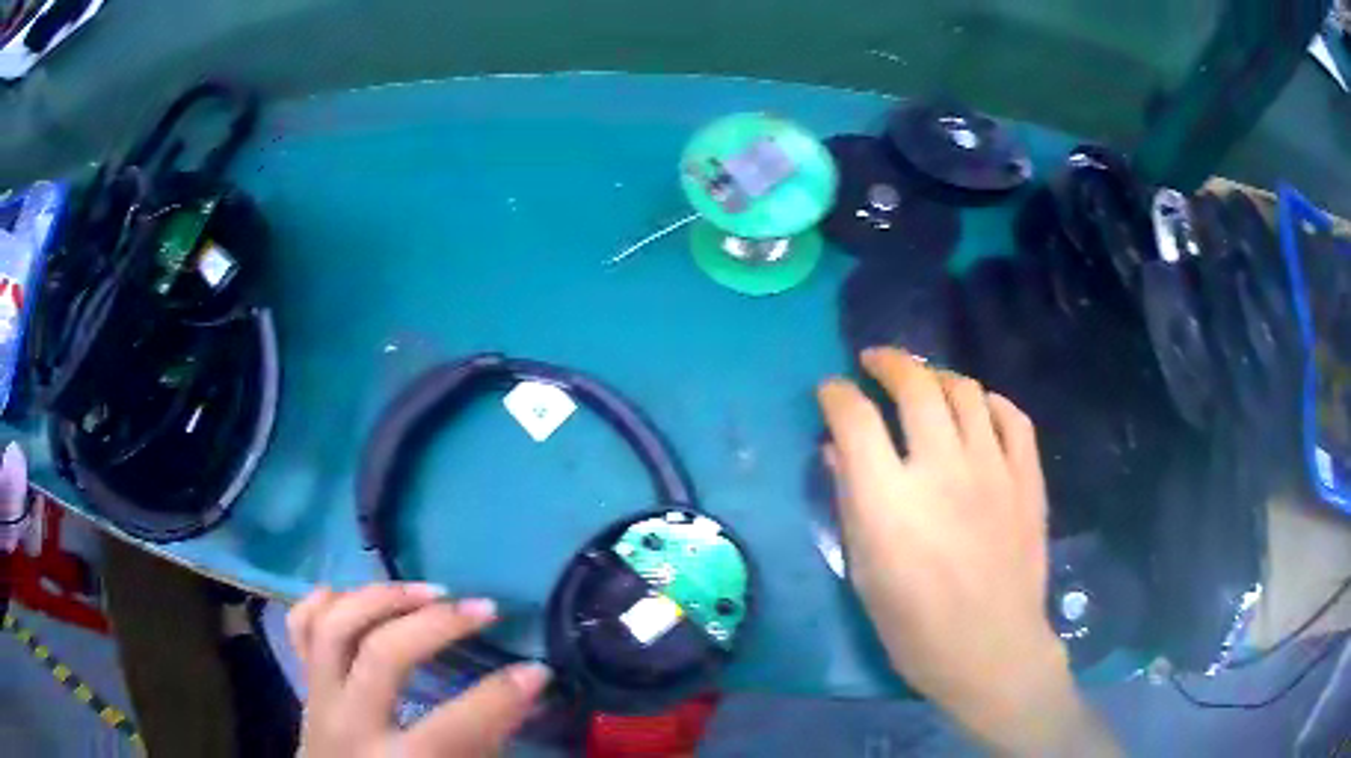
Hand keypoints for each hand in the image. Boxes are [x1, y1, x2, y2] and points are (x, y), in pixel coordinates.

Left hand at [287, 584, 549, 756]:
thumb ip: (486, 743)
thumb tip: (526, 695)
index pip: (456, 724)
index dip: (503, 695)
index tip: (538, 670)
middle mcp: (351, 725)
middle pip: (382, 654)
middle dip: (439, 624)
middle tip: (484, 608)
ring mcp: (318, 699)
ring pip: (334, 627)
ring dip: (383, 598)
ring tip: (429, 590)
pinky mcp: (304, 684)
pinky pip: (299, 627)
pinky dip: (323, 601)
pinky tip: (356, 594)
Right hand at [818, 349, 1112, 754]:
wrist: (991, 649)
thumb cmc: (915, 626)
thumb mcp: (864, 572)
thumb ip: (850, 501)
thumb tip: (836, 449)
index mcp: (890, 500)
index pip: (855, 418)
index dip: (836, 394)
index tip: (830, 391)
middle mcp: (942, 468)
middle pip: (915, 385)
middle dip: (888, 363)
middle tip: (875, 363)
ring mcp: (993, 468)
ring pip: (965, 391)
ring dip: (938, 376)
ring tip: (926, 383)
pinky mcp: (1027, 478)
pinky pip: (1013, 417)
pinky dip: (990, 403)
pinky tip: (978, 411)